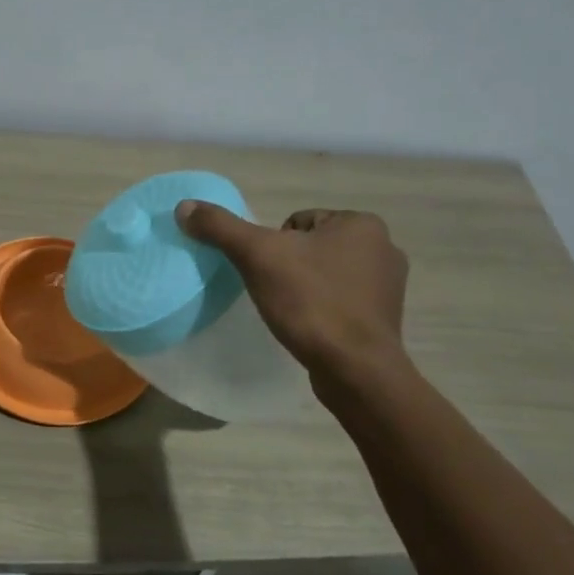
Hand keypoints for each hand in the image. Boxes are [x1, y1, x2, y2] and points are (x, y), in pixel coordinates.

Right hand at [177, 201, 409, 399]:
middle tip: (276, 293)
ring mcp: (389, 285)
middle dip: (289, 267)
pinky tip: (311, 328)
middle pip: (310, 247)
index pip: (296, 222)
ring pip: (325, 274)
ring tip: (292, 313)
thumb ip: (220, 227)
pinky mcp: (384, 318)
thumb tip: (184, 206)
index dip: (273, 247)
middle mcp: (384, 247)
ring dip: (305, 288)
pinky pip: (341, 301)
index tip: (269, 273)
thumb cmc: (311, 302)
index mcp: (361, 223)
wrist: (354, 368)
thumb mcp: (257, 256)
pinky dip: (322, 310)